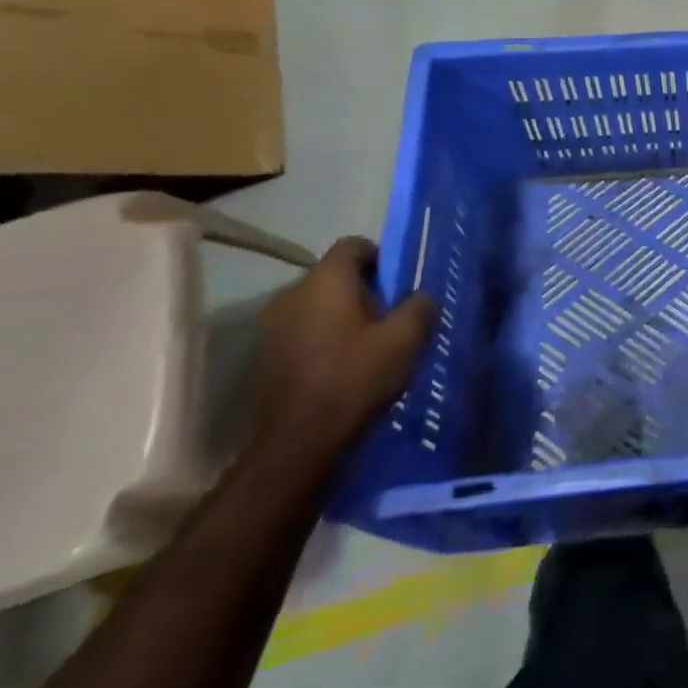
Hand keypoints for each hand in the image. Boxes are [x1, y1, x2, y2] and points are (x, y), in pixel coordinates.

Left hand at [254, 237, 431, 458]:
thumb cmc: (354, 377)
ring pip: (317, 306)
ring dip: (341, 317)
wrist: (298, 443)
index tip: (399, 283)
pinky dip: (323, 340)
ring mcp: (272, 326)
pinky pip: (302, 332)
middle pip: (334, 276)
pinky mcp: (265, 357)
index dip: (380, 257)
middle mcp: (292, 293)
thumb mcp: (405, 339)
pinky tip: (342, 367)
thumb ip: (420, 307)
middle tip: (390, 317)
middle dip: (363, 290)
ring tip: (368, 345)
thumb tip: (422, 297)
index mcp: (325, 280)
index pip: (354, 245)